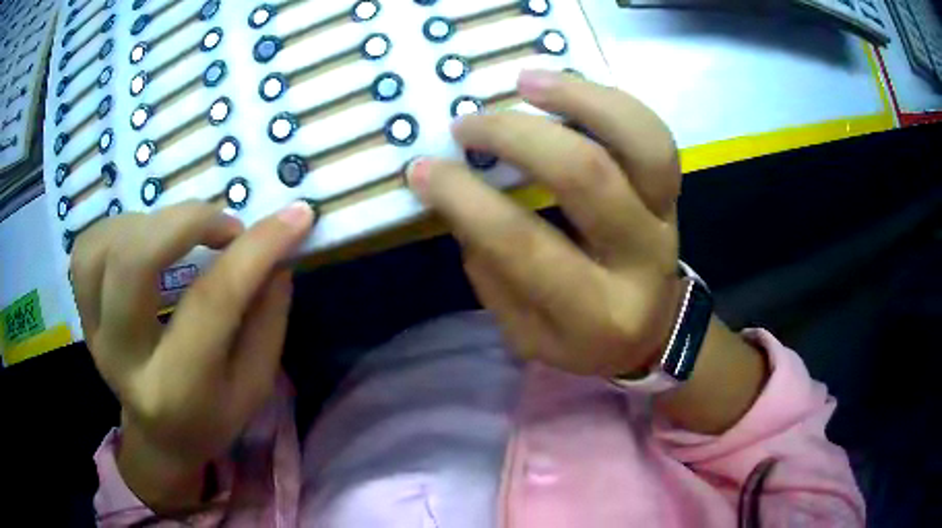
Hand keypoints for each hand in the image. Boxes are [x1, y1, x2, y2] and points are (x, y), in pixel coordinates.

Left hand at [71, 201, 313, 510]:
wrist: (159, 438)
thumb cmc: (212, 416)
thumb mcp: (254, 385)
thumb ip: (266, 320)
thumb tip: (275, 255)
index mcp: (177, 389)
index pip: (211, 302)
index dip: (254, 250)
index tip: (296, 217)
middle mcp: (124, 360)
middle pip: (134, 263)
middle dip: (187, 221)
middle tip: (224, 226)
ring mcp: (93, 334)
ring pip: (104, 247)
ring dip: (151, 223)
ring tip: (180, 236)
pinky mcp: (80, 315)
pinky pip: (86, 249)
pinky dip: (118, 228)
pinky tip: (143, 241)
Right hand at [408, 70, 682, 376]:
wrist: (652, 330)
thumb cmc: (583, 337)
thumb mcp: (526, 332)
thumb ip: (493, 272)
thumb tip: (461, 197)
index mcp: (595, 313)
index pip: (523, 245)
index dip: (465, 199)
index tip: (423, 170)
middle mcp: (641, 260)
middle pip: (587, 178)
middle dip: (517, 138)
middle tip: (467, 125)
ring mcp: (667, 218)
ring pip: (643, 142)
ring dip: (580, 99)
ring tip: (525, 81)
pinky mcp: (674, 192)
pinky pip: (652, 134)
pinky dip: (608, 100)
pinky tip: (563, 86)